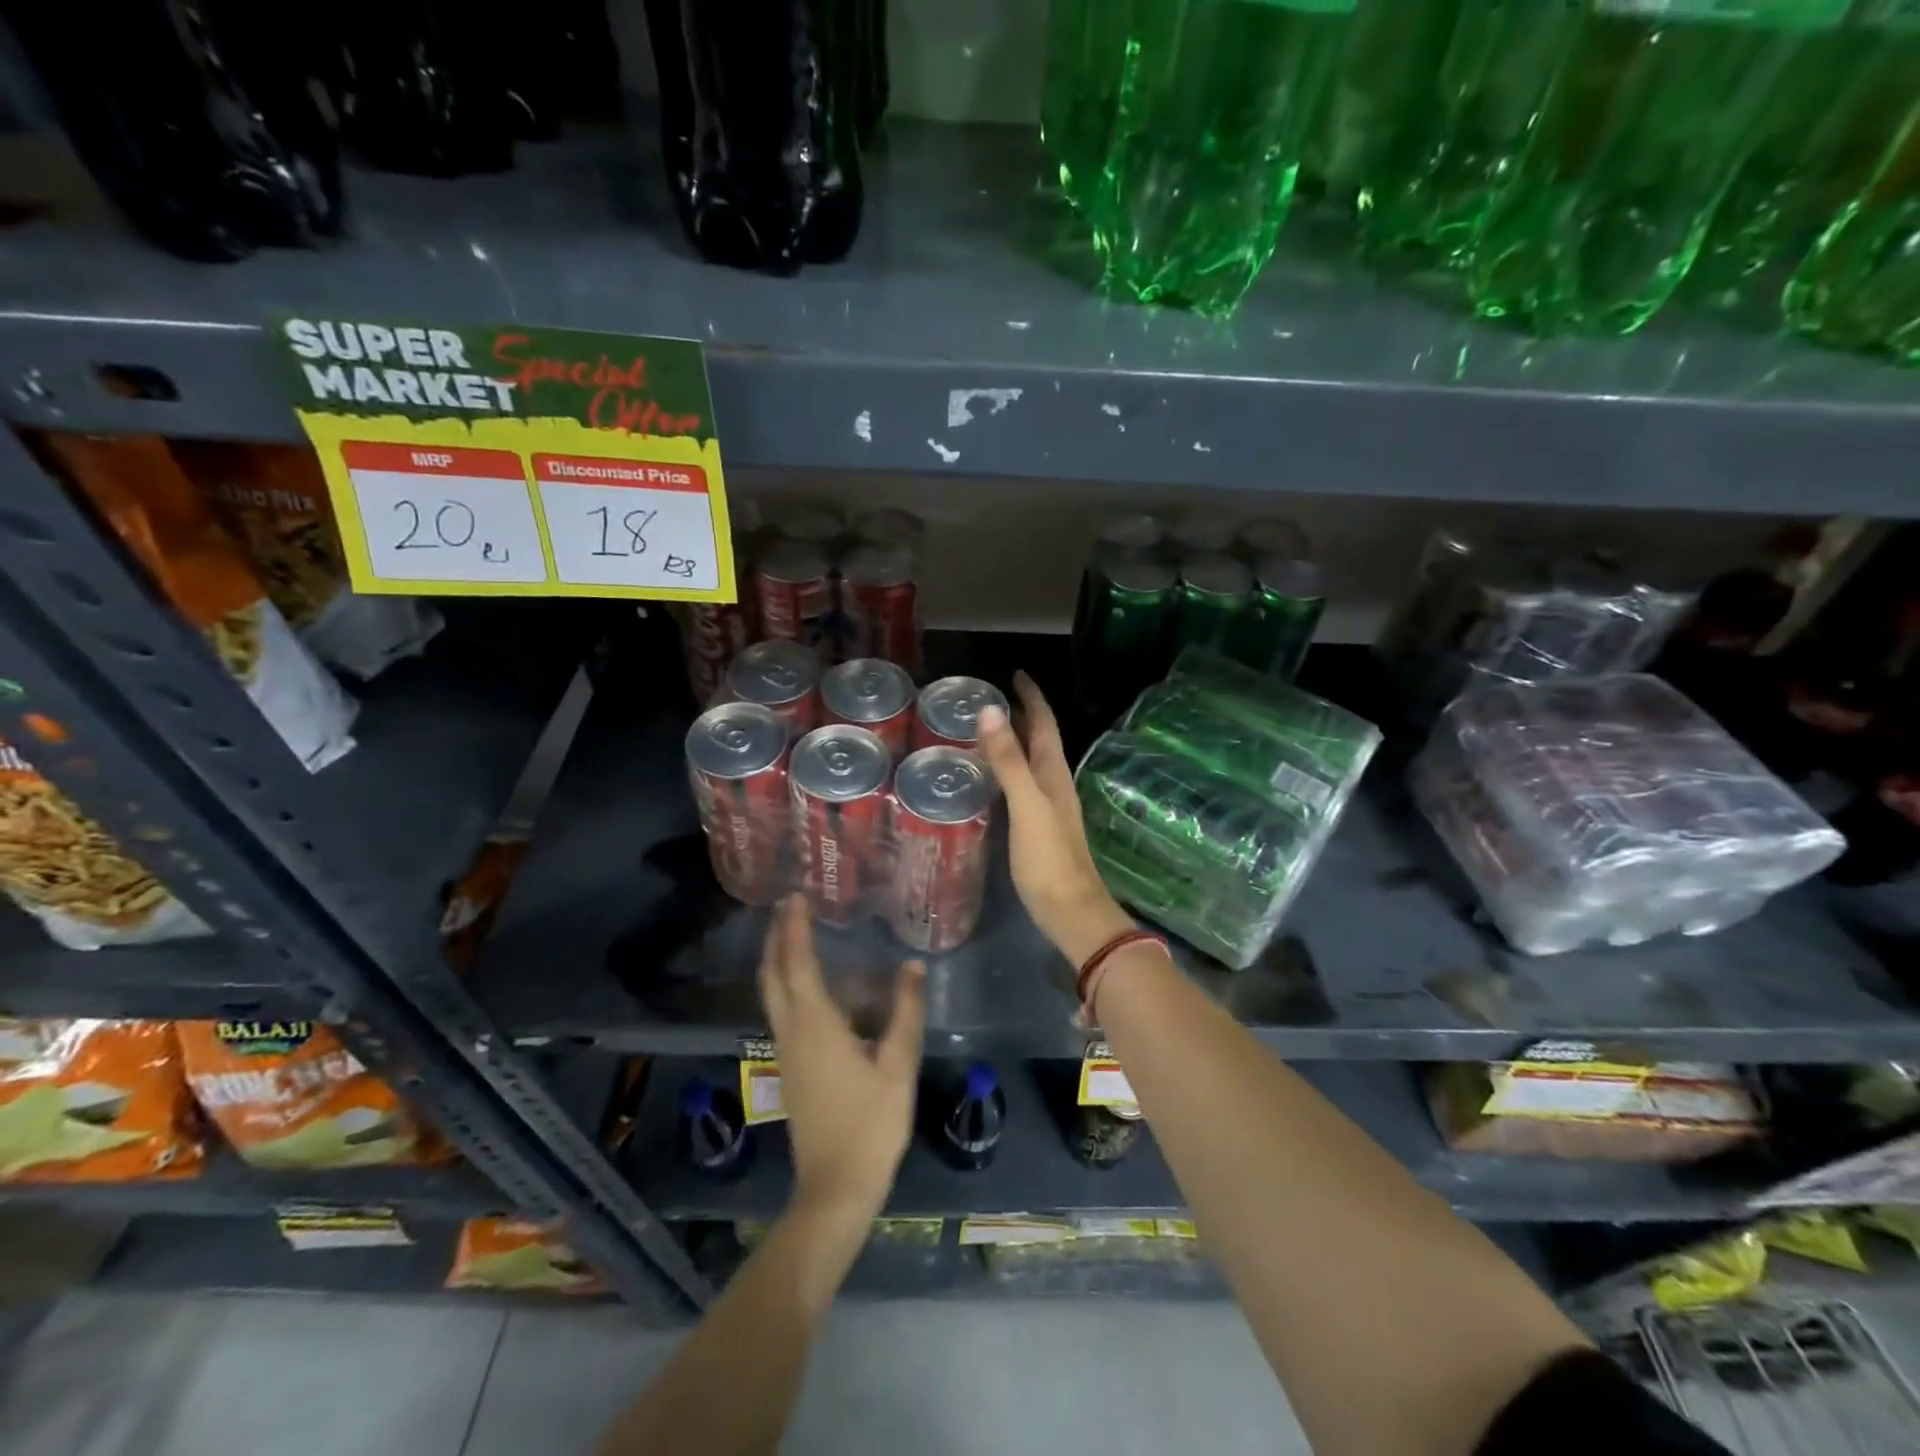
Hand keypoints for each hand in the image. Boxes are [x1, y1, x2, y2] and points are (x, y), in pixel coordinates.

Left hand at [758, 896, 925, 1227]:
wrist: (835, 1186)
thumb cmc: (870, 1123)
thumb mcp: (898, 1065)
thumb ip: (905, 1012)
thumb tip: (911, 966)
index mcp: (816, 1025)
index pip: (797, 964)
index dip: (794, 929)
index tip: (795, 897)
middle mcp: (792, 1031)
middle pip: (773, 974)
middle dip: (776, 937)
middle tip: (787, 907)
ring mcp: (785, 1051)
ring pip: (771, 993)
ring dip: (777, 959)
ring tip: (792, 933)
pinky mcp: (789, 1067)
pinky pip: (780, 1010)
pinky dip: (784, 983)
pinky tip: (806, 985)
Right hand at [976, 671, 1135, 965]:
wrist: (1071, 911)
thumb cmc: (1049, 858)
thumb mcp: (1026, 805)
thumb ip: (1009, 760)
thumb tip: (990, 710)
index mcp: (1054, 773)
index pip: (1045, 724)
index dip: (1032, 698)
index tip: (1015, 675)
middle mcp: (1054, 784)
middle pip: (1040, 740)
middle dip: (1022, 715)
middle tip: (992, 699)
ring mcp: (1048, 807)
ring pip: (1032, 762)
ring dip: (1015, 742)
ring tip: (987, 730)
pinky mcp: (1039, 828)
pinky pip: (1022, 786)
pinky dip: (1008, 770)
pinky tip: (992, 780)